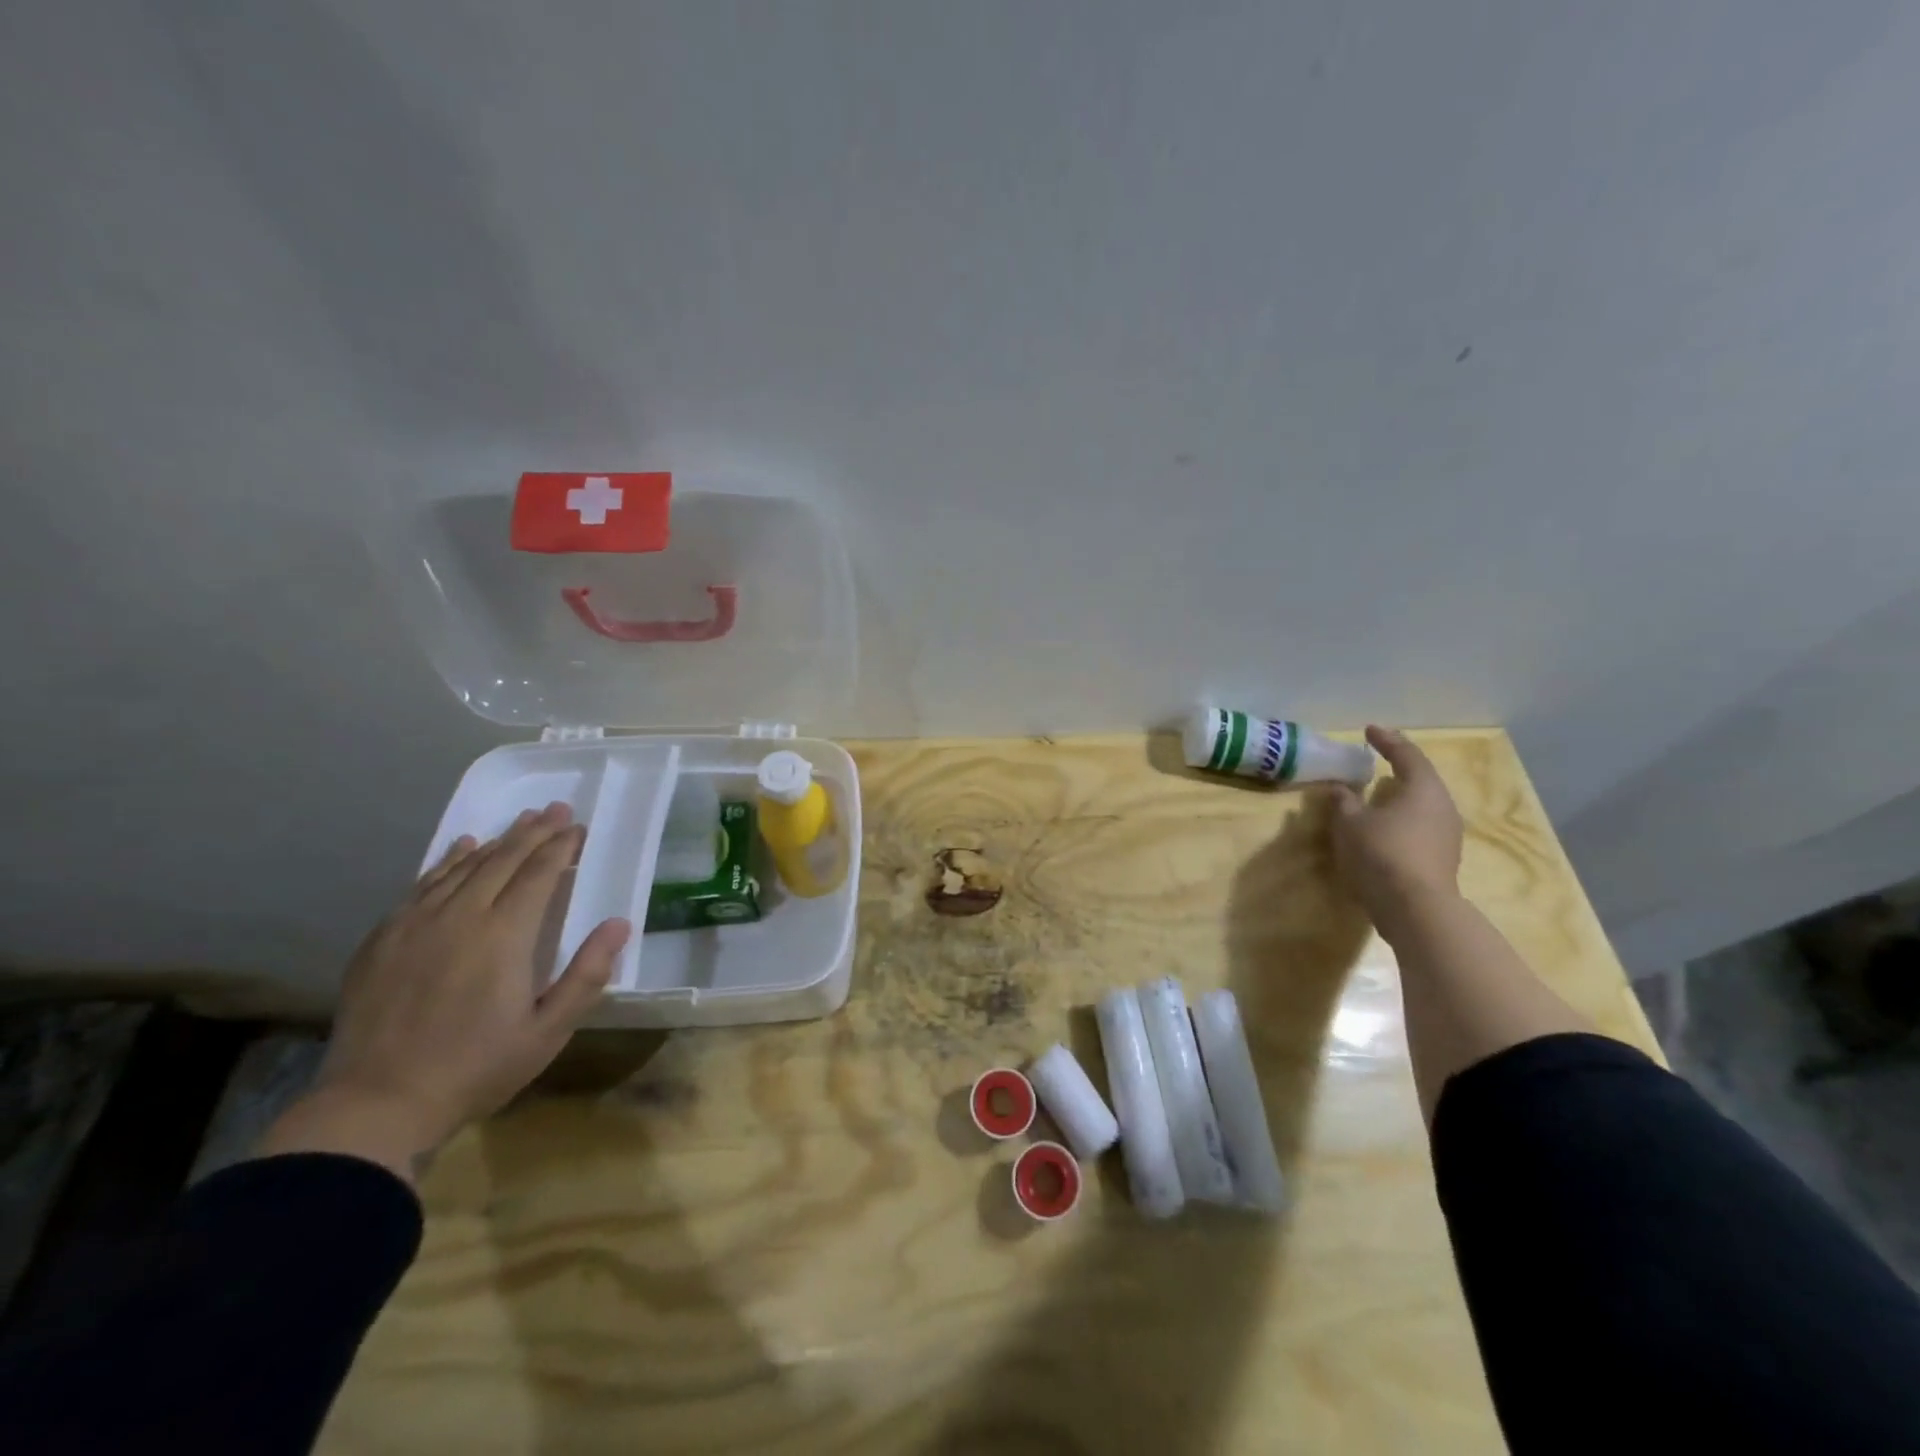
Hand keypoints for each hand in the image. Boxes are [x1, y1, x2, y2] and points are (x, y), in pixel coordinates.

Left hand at [257, 803, 629, 1182]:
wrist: (376, 1105)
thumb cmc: (476, 1068)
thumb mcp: (548, 1031)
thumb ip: (587, 974)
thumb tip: (620, 923)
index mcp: (504, 935)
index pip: (540, 874)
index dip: (562, 847)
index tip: (579, 827)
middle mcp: (460, 916)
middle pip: (503, 860)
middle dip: (534, 831)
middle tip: (557, 809)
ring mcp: (415, 924)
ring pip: (463, 866)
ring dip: (497, 840)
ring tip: (521, 821)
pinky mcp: (384, 938)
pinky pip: (423, 884)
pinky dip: (447, 860)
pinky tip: (460, 847)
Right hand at [1329, 726, 1464, 934]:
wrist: (1415, 909)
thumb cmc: (1382, 853)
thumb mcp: (1350, 823)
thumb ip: (1344, 801)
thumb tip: (1340, 788)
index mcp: (1423, 789)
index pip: (1407, 755)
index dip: (1387, 741)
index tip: (1369, 730)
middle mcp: (1442, 807)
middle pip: (1421, 780)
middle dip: (1398, 768)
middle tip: (1376, 761)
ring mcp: (1447, 836)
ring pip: (1421, 806)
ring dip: (1399, 797)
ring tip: (1376, 796)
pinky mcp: (1441, 860)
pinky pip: (1419, 828)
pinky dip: (1401, 820)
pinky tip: (1382, 828)